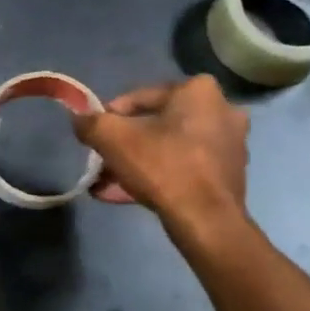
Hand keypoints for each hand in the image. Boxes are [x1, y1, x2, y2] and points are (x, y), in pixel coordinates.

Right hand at [72, 76, 252, 238]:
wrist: (205, 220)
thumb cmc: (161, 165)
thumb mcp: (112, 137)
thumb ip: (90, 123)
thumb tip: (79, 119)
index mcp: (199, 91)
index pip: (141, 97)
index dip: (110, 116)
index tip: (94, 135)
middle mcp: (221, 111)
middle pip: (157, 125)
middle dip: (124, 144)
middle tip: (102, 160)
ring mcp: (229, 145)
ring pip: (169, 149)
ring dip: (136, 163)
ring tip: (107, 183)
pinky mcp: (228, 176)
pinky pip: (183, 169)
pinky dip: (156, 178)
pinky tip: (125, 195)